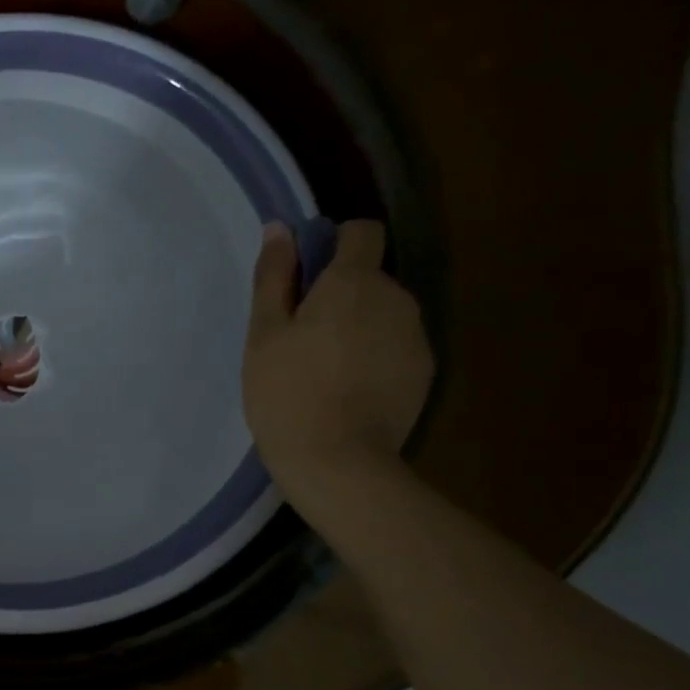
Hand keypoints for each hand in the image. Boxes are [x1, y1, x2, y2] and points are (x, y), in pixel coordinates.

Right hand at [242, 220, 432, 512]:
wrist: (339, 461)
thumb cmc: (286, 391)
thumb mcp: (264, 333)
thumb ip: (274, 277)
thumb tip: (280, 229)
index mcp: (354, 282)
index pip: (362, 232)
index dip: (333, 243)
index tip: (304, 277)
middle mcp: (396, 298)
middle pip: (369, 277)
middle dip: (338, 294)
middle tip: (298, 337)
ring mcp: (416, 336)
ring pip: (382, 313)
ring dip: (356, 326)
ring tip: (322, 369)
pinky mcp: (424, 371)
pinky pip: (395, 345)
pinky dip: (373, 355)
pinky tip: (347, 390)